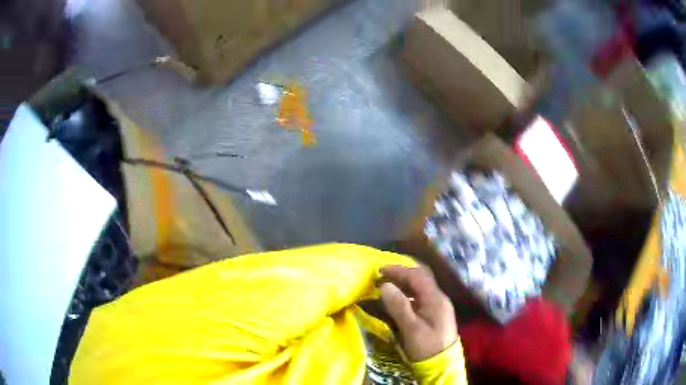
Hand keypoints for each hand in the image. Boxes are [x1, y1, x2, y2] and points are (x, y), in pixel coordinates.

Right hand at [380, 265, 457, 361]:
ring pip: (420, 288)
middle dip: (401, 275)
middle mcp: (438, 298)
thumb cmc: (426, 346)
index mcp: (435, 298)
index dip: (398, 270)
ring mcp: (438, 305)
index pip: (417, 276)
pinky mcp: (435, 314)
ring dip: (404, 284)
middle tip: (381, 277)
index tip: (380, 270)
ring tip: (386, 287)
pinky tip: (398, 301)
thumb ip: (399, 306)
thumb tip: (385, 285)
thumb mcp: (411, 329)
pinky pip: (420, 297)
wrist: (442, 364)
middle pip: (420, 279)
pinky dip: (407, 295)